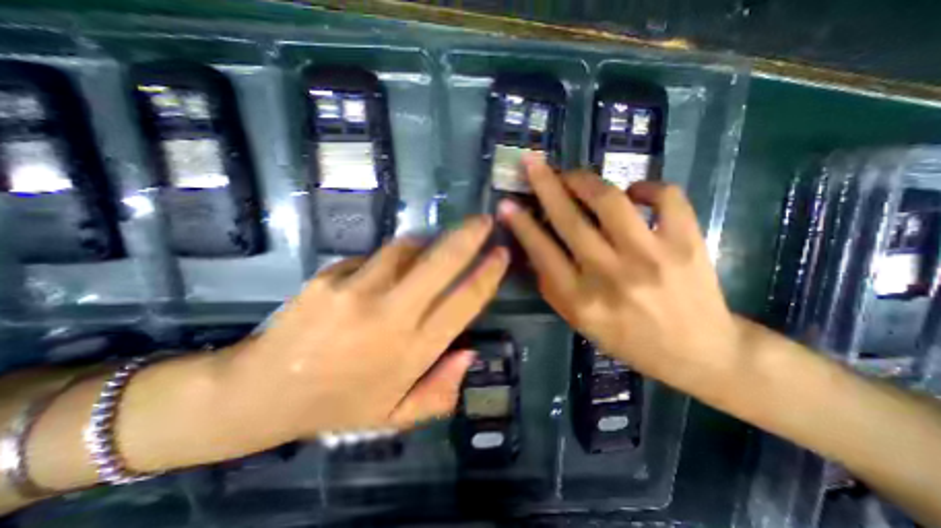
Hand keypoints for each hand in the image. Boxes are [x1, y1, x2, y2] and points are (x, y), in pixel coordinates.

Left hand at [221, 214, 506, 440]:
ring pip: (407, 248)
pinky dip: (385, 260)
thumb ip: (440, 391)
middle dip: (469, 236)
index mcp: (413, 350)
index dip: (488, 274)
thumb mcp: (396, 415)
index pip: (464, 301)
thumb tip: (470, 353)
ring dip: (424, 245)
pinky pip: (374, 256)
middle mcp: (392, 315)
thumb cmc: (338, 404)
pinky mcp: (331, 276)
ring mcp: (359, 290)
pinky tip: (374, 278)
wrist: (261, 392)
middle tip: (484, 220)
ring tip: (423, 253)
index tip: (501, 253)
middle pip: (442, 262)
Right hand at [495, 158, 746, 393]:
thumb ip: (552, 286)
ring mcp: (651, 257)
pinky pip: (665, 197)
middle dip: (545, 185)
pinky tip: (634, 192)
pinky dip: (646, 186)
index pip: (542, 252)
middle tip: (532, 163)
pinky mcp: (686, 243)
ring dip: (585, 180)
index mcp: (582, 300)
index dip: (521, 224)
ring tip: (573, 176)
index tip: (506, 203)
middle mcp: (611, 276)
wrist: (699, 352)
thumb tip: (535, 246)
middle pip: (570, 220)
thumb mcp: (579, 322)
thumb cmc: (629, 339)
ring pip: (610, 201)